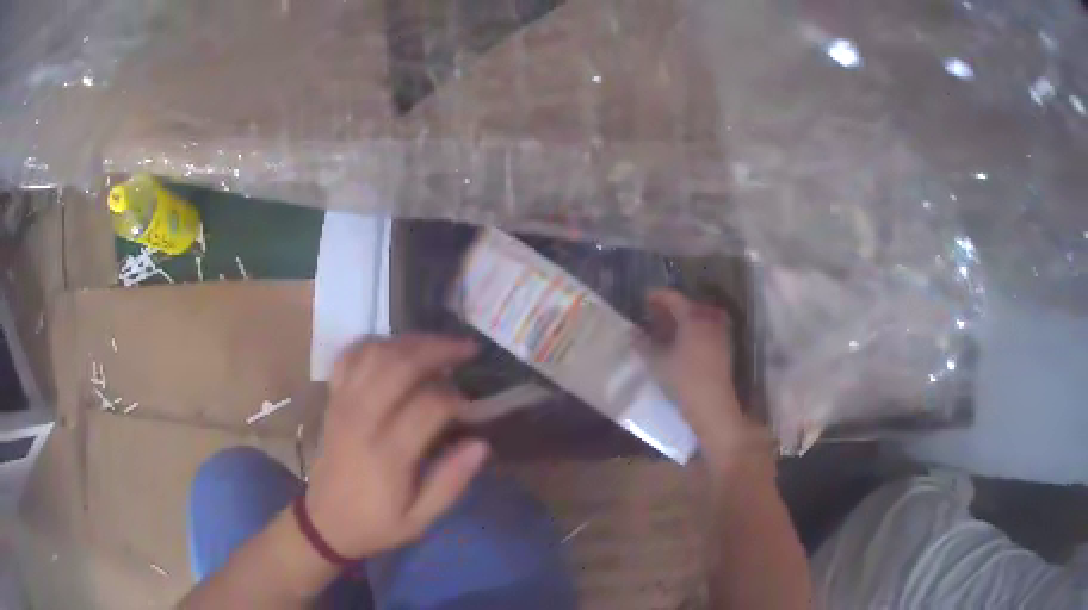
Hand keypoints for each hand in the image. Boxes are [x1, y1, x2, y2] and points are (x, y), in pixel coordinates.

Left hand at [304, 335, 489, 559]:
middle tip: (467, 349)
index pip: (429, 405)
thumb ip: (450, 482)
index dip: (458, 398)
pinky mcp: (332, 399)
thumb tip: (481, 443)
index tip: (473, 406)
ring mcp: (342, 404)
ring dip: (409, 341)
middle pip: (400, 365)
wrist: (325, 522)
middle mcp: (362, 420)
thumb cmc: (376, 523)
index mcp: (387, 454)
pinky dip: (374, 343)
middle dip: (438, 349)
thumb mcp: (420, 520)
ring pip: (375, 353)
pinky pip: (349, 356)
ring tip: (437, 345)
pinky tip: (394, 348)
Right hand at [645, 289, 768, 469]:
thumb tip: (632, 333)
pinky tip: (682, 341)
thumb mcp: (657, 362)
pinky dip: (694, 329)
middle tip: (653, 313)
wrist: (713, 406)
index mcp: (693, 318)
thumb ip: (643, 344)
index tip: (645, 298)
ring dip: (684, 318)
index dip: (658, 296)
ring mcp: (720, 334)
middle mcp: (709, 320)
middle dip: (671, 307)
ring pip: (700, 317)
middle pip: (689, 305)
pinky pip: (707, 329)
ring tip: (667, 327)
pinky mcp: (725, 348)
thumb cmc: (683, 381)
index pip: (674, 298)